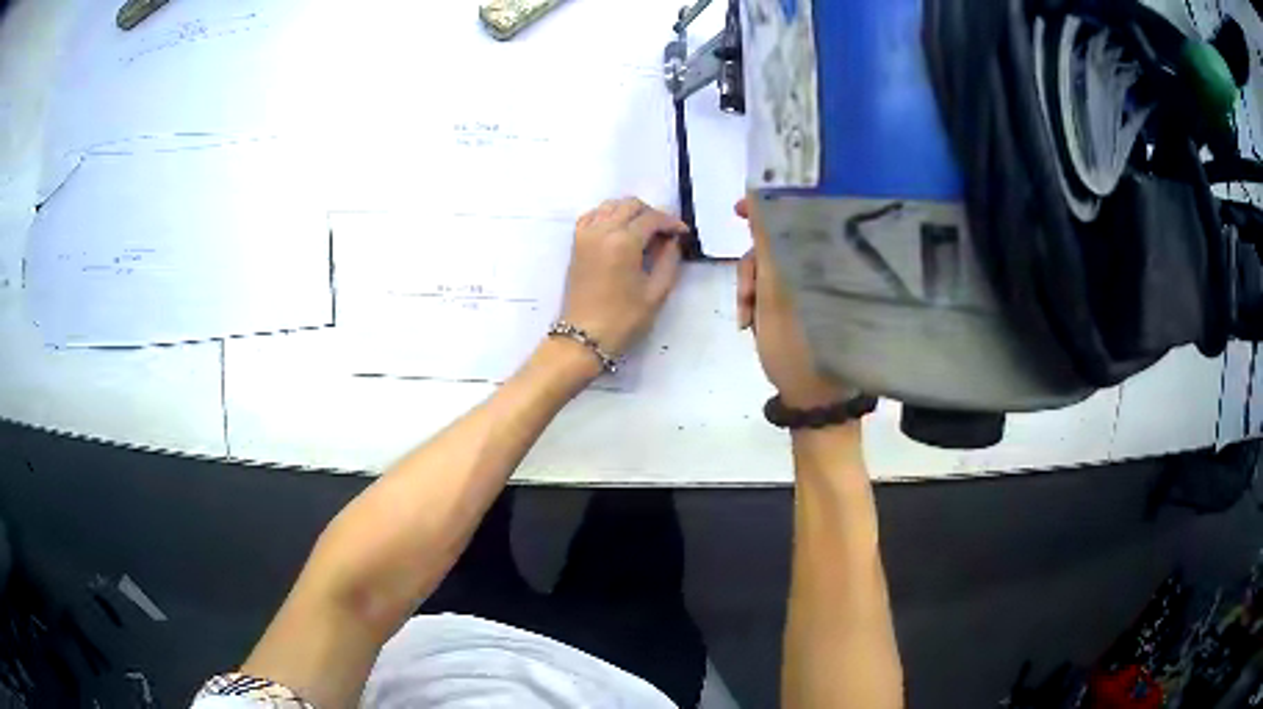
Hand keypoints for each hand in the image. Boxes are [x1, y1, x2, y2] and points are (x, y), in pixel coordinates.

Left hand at [561, 198, 688, 355]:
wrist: (584, 336)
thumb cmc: (623, 319)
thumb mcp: (656, 293)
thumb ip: (669, 260)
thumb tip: (673, 241)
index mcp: (623, 241)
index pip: (652, 218)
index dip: (671, 222)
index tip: (683, 233)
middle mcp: (602, 230)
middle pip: (630, 205)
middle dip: (652, 214)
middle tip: (665, 233)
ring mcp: (586, 235)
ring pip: (610, 205)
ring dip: (630, 212)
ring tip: (644, 232)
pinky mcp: (576, 243)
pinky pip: (592, 216)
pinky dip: (607, 215)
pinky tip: (619, 231)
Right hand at [736, 196, 849, 408]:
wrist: (811, 399)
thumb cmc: (798, 348)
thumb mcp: (775, 294)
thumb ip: (765, 244)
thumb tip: (760, 196)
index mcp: (823, 263)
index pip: (795, 219)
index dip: (765, 209)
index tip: (737, 210)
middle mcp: (820, 270)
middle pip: (776, 246)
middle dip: (751, 269)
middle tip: (744, 297)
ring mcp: (811, 289)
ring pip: (770, 269)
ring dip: (750, 290)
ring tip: (746, 320)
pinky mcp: (803, 306)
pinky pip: (772, 291)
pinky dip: (757, 303)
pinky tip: (750, 325)